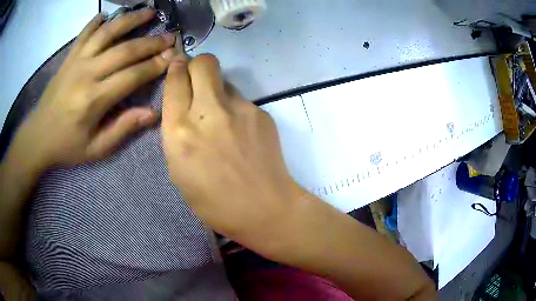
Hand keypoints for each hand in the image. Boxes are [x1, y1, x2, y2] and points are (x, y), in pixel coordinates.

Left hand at [10, 9, 176, 170]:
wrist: (38, 137)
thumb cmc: (67, 146)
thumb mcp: (96, 149)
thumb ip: (123, 129)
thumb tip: (152, 113)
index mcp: (94, 100)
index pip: (132, 76)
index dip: (155, 65)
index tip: (173, 56)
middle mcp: (86, 74)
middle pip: (124, 50)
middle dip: (150, 42)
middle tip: (169, 36)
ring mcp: (76, 61)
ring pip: (107, 32)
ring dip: (130, 19)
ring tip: (149, 11)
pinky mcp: (68, 57)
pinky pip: (84, 33)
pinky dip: (97, 21)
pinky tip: (108, 14)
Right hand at [162, 54, 301, 250]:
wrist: (266, 208)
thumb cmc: (215, 202)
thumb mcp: (179, 172)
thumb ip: (176, 134)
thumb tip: (184, 109)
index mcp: (180, 132)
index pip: (175, 82)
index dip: (176, 70)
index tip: (178, 67)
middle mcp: (209, 112)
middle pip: (203, 63)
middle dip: (196, 65)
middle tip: (195, 80)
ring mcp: (240, 109)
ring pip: (224, 80)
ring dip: (216, 90)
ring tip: (220, 117)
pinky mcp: (261, 113)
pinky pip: (241, 99)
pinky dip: (234, 108)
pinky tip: (240, 132)